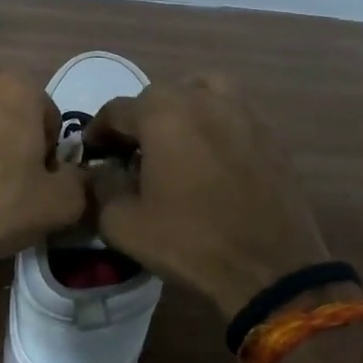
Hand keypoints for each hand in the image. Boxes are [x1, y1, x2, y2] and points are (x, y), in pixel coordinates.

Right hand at [85, 75, 330, 318]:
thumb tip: (102, 170)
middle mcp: (203, 98)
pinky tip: (209, 158)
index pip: (116, 111)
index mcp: (163, 113)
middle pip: (158, 97)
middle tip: (130, 155)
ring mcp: (243, 112)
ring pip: (201, 93)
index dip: (97, 133)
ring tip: (174, 143)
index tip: (92, 155)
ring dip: (180, 111)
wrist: (270, 268)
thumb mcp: (122, 223)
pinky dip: (213, 124)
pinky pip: (231, 113)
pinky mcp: (270, 133)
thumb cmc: (189, 243)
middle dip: (138, 122)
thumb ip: (101, 186)